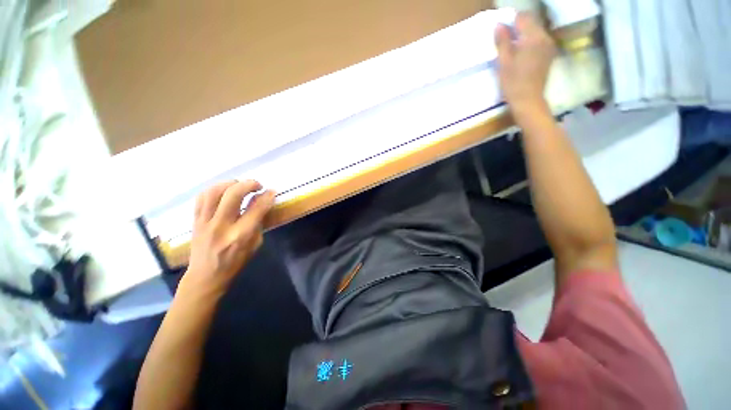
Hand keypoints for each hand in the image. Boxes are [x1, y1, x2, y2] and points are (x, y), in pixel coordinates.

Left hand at [180, 180, 275, 298]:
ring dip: (230, 184)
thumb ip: (258, 222)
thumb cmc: (236, 262)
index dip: (267, 196)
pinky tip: (223, 191)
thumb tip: (262, 203)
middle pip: (233, 195)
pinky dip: (214, 189)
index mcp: (241, 236)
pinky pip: (202, 198)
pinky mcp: (195, 221)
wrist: (206, 276)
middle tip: (257, 185)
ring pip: (214, 192)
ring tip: (239, 185)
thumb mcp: (255, 245)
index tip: (271, 191)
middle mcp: (222, 226)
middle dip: (248, 184)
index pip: (257, 209)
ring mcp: (205, 223)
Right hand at [495, 12, 556, 115]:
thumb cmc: (513, 84)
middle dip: (517, 26)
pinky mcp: (549, 53)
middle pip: (531, 22)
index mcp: (533, 38)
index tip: (501, 28)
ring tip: (511, 45)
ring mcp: (549, 45)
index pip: (522, 17)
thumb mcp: (503, 63)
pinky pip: (539, 40)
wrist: (528, 101)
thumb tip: (499, 25)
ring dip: (523, 33)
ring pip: (535, 30)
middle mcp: (544, 37)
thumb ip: (502, 42)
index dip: (510, 20)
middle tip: (504, 37)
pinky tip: (521, 52)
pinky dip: (529, 41)